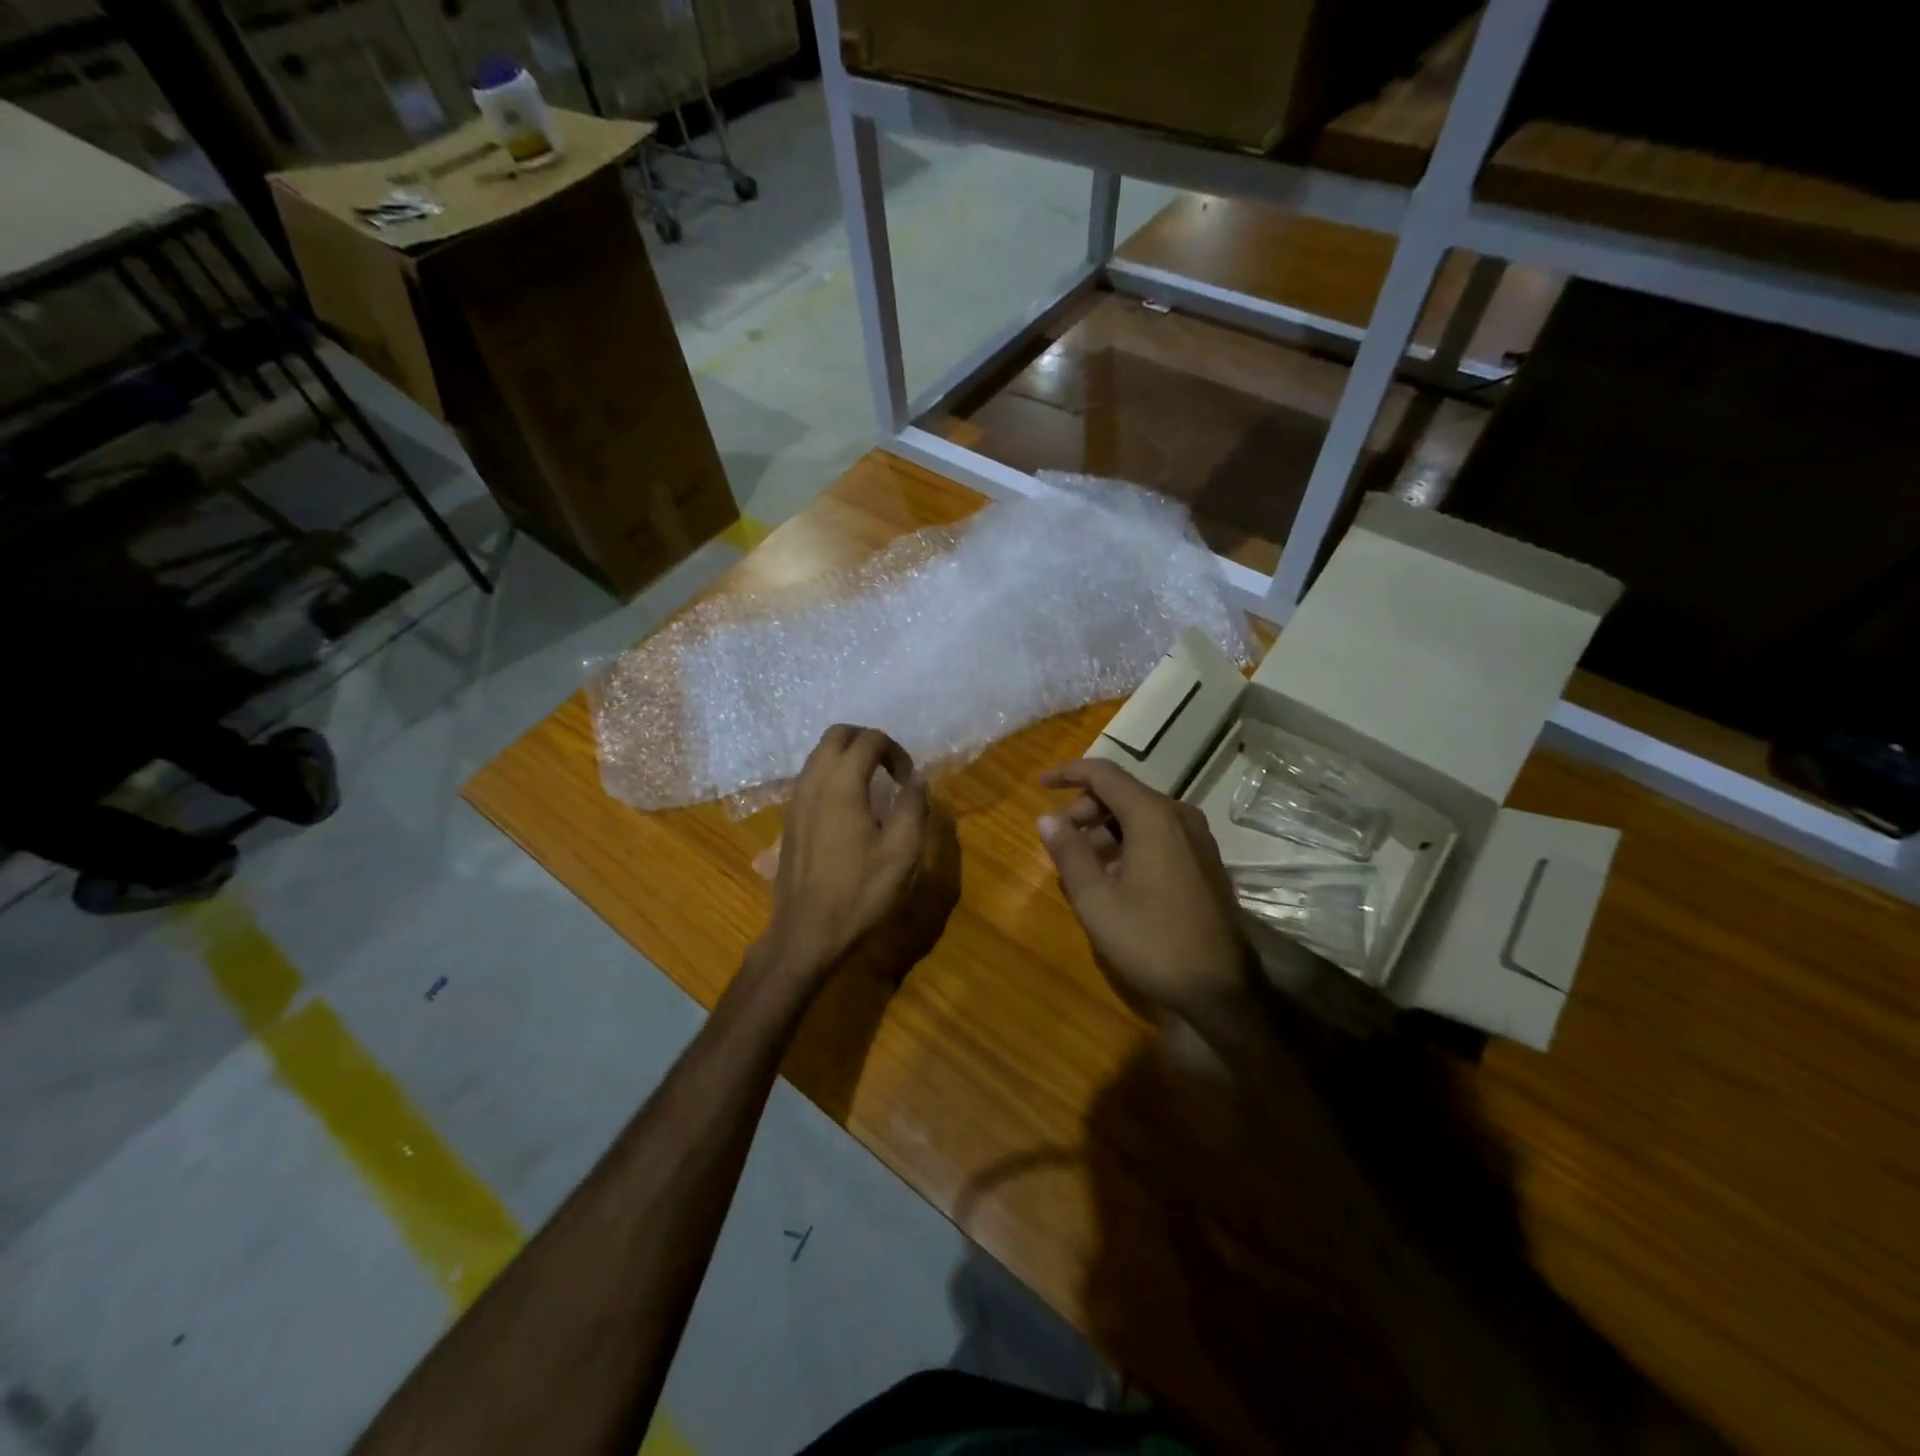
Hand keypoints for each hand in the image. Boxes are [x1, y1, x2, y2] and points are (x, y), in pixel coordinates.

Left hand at [759, 725, 952, 985]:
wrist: (807, 933)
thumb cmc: (859, 893)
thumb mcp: (902, 853)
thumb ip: (913, 807)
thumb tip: (916, 779)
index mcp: (841, 786)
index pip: (869, 740)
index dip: (895, 751)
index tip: (909, 780)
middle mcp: (812, 783)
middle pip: (837, 735)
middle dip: (867, 742)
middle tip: (890, 769)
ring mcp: (795, 800)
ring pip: (819, 755)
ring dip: (847, 757)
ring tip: (872, 785)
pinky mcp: (788, 819)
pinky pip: (810, 777)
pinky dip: (832, 775)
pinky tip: (849, 807)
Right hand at [1039, 759, 1254, 1024]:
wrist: (1222, 988)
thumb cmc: (1152, 941)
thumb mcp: (1097, 900)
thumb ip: (1069, 853)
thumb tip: (1046, 818)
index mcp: (1153, 816)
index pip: (1104, 774)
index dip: (1068, 773)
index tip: (1040, 784)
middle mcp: (1179, 815)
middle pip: (1123, 793)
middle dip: (1085, 808)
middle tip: (1059, 839)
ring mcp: (1197, 838)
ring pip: (1141, 815)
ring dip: (1105, 828)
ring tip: (1080, 862)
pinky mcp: (1204, 860)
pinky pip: (1159, 834)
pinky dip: (1129, 842)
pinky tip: (1113, 875)